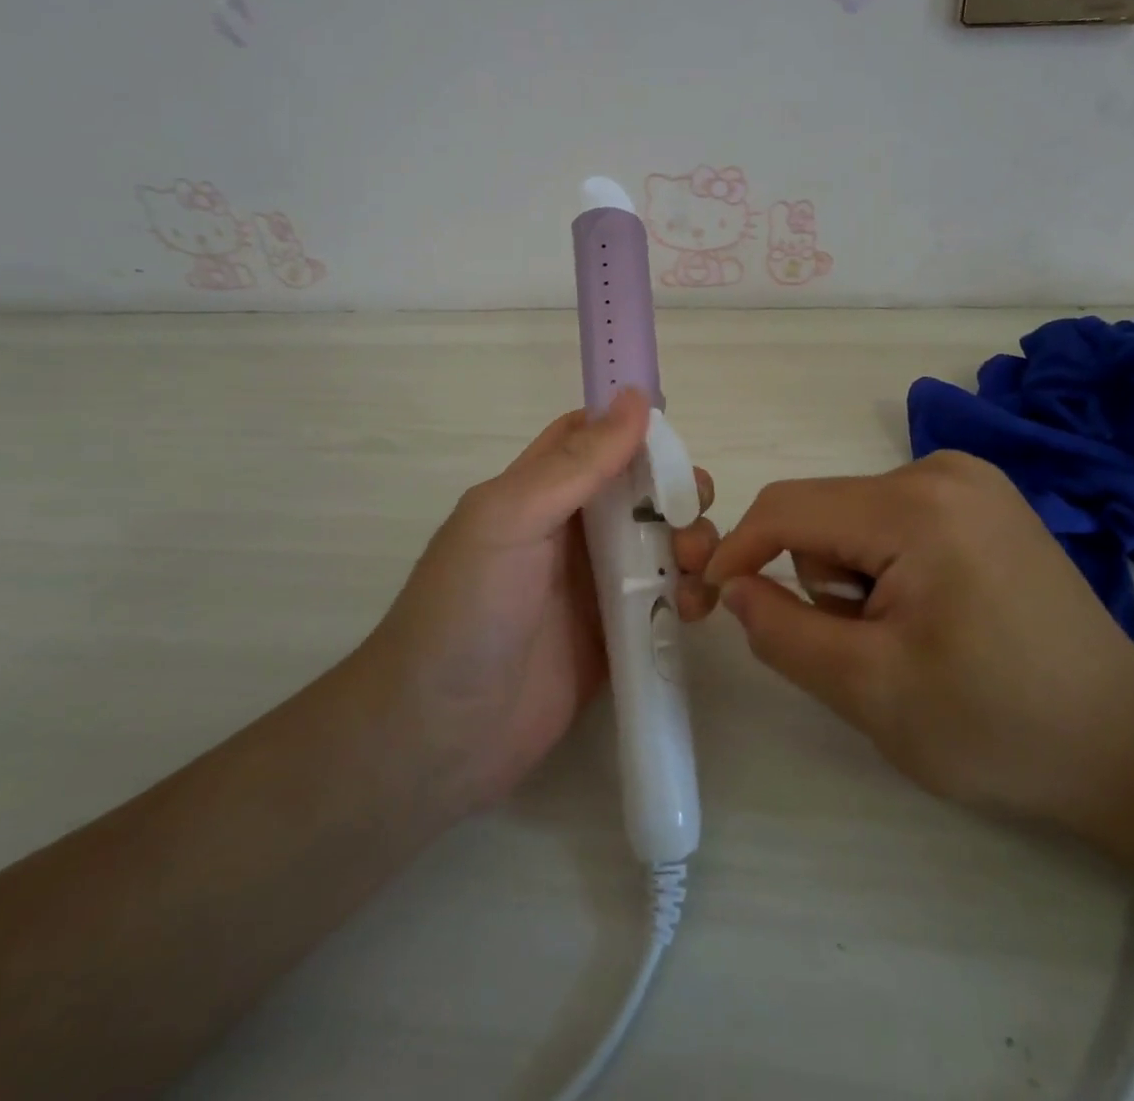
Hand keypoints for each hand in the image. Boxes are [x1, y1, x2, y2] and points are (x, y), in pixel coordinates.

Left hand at [366, 388, 718, 815]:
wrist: (440, 736)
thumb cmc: (467, 611)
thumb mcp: (511, 519)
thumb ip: (576, 464)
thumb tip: (634, 397)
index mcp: (540, 491)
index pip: (592, 438)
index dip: (634, 426)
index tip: (677, 432)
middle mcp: (572, 530)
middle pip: (641, 489)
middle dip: (677, 489)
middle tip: (691, 510)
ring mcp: (598, 585)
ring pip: (663, 541)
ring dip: (691, 541)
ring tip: (693, 568)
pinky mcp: (620, 636)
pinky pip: (667, 600)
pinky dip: (689, 594)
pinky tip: (692, 609)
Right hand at [703, 451, 1133, 823]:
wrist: (1127, 746)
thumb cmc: (997, 725)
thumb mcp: (869, 690)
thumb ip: (781, 632)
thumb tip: (732, 586)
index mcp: (916, 505)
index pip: (788, 508)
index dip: (736, 550)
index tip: (706, 598)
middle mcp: (941, 470)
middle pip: (824, 514)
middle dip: (819, 582)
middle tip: (865, 650)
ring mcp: (968, 481)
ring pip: (853, 520)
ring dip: (853, 580)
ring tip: (909, 639)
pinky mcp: (981, 502)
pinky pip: (891, 523)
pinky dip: (884, 569)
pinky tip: (933, 616)